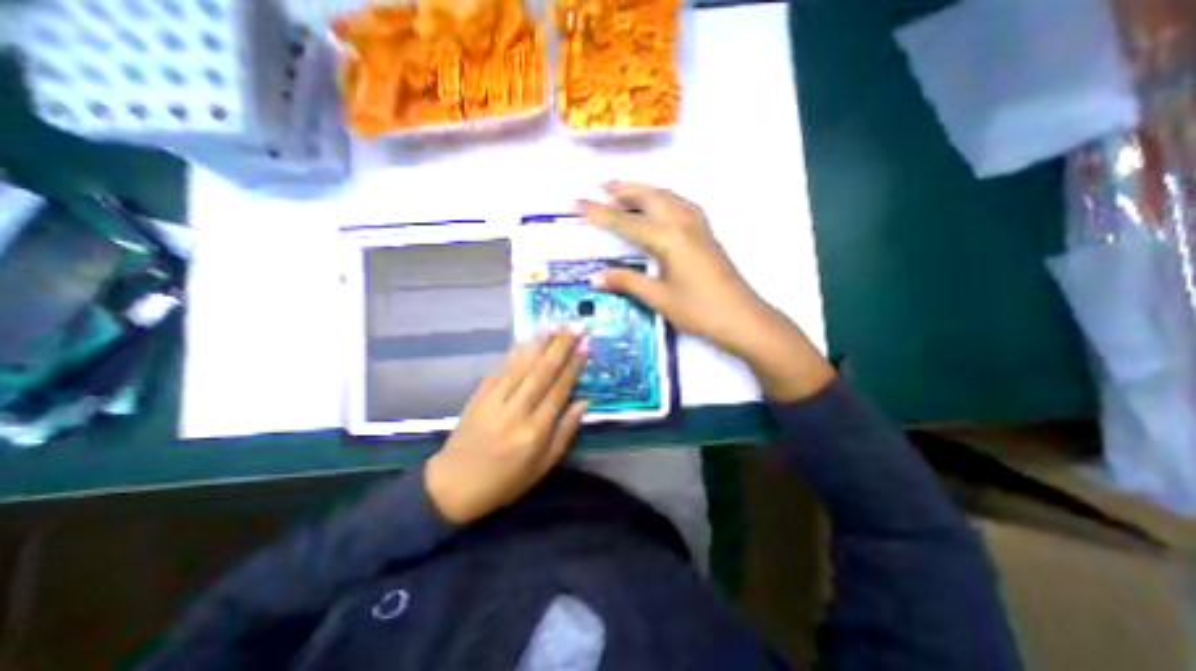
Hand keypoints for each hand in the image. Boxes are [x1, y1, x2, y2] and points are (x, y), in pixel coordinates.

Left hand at [425, 327, 586, 524]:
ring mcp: (494, 402)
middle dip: (560, 346)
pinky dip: (514, 353)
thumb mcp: (543, 466)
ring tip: (553, 325)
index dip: (574, 365)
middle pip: (542, 372)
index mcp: (535, 431)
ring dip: (538, 343)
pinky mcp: (478, 397)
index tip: (585, 345)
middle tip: (574, 326)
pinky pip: (500, 370)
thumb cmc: (505, 480)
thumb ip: (565, 432)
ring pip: (521, 366)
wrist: (453, 486)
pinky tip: (525, 341)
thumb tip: (583, 402)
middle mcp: (516, 411)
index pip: (559, 389)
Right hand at [579, 181, 832, 401]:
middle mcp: (682, 223)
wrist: (741, 317)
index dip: (599, 213)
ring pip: (667, 196)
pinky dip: (665, 198)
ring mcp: (698, 226)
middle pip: (649, 197)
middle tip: (601, 186)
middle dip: (623, 189)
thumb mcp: (659, 298)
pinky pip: (681, 204)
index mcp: (667, 238)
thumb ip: (627, 282)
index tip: (578, 202)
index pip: (625, 222)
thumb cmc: (698, 310)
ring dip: (645, 190)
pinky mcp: (707, 233)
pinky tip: (661, 206)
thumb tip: (594, 277)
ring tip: (626, 190)